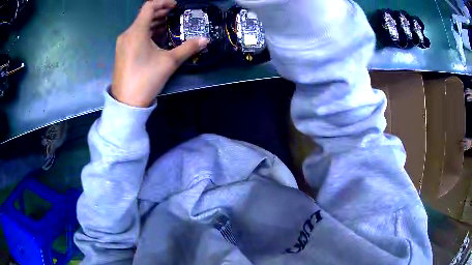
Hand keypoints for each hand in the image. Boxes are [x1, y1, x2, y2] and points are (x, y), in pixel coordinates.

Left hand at [112, 0, 208, 106]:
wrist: (126, 103)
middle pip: (144, 15)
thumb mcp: (169, 62)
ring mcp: (123, 44)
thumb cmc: (146, 79)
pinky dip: (147, 32)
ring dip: (154, 22)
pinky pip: (135, 35)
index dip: (163, 2)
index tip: (175, 6)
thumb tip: (205, 40)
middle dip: (160, 12)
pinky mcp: (122, 52)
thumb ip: (188, 48)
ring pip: (139, 26)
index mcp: (136, 32)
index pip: (149, 6)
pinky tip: (156, 38)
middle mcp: (127, 34)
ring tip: (167, 24)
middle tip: (174, 14)